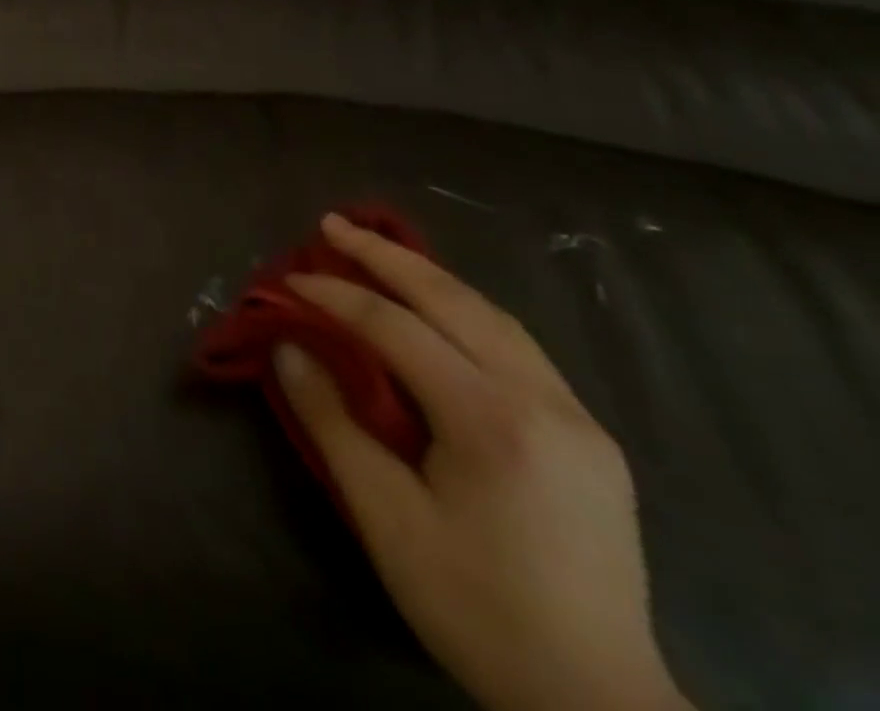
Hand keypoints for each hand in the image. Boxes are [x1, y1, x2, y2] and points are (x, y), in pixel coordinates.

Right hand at [274, 214, 690, 710]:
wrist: (598, 703)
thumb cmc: (475, 607)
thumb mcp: (385, 518)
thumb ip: (331, 421)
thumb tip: (288, 347)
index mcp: (494, 423)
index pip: (397, 329)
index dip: (335, 297)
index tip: (288, 280)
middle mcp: (545, 402)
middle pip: (455, 301)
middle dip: (387, 256)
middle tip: (332, 224)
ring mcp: (578, 417)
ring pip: (494, 316)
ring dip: (429, 276)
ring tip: (377, 250)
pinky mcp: (589, 436)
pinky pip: (517, 346)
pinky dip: (464, 311)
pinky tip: (437, 309)